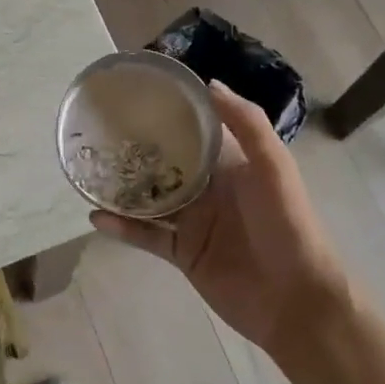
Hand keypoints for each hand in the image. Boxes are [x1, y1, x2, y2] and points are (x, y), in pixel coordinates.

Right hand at [91, 83, 347, 356]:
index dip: (172, 112)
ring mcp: (193, 223)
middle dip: (137, 149)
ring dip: (123, 188)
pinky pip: (146, 237)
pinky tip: (96, 215)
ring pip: (150, 199)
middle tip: (98, 130)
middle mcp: (209, 188)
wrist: (295, 300)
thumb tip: (209, 83)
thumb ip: (246, 124)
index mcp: (231, 163)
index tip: (138, 93)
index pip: (197, 130)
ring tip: (88, 170)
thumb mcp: (274, 167)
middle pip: (166, 163)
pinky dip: (123, 228)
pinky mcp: (182, 254)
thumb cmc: (288, 225)